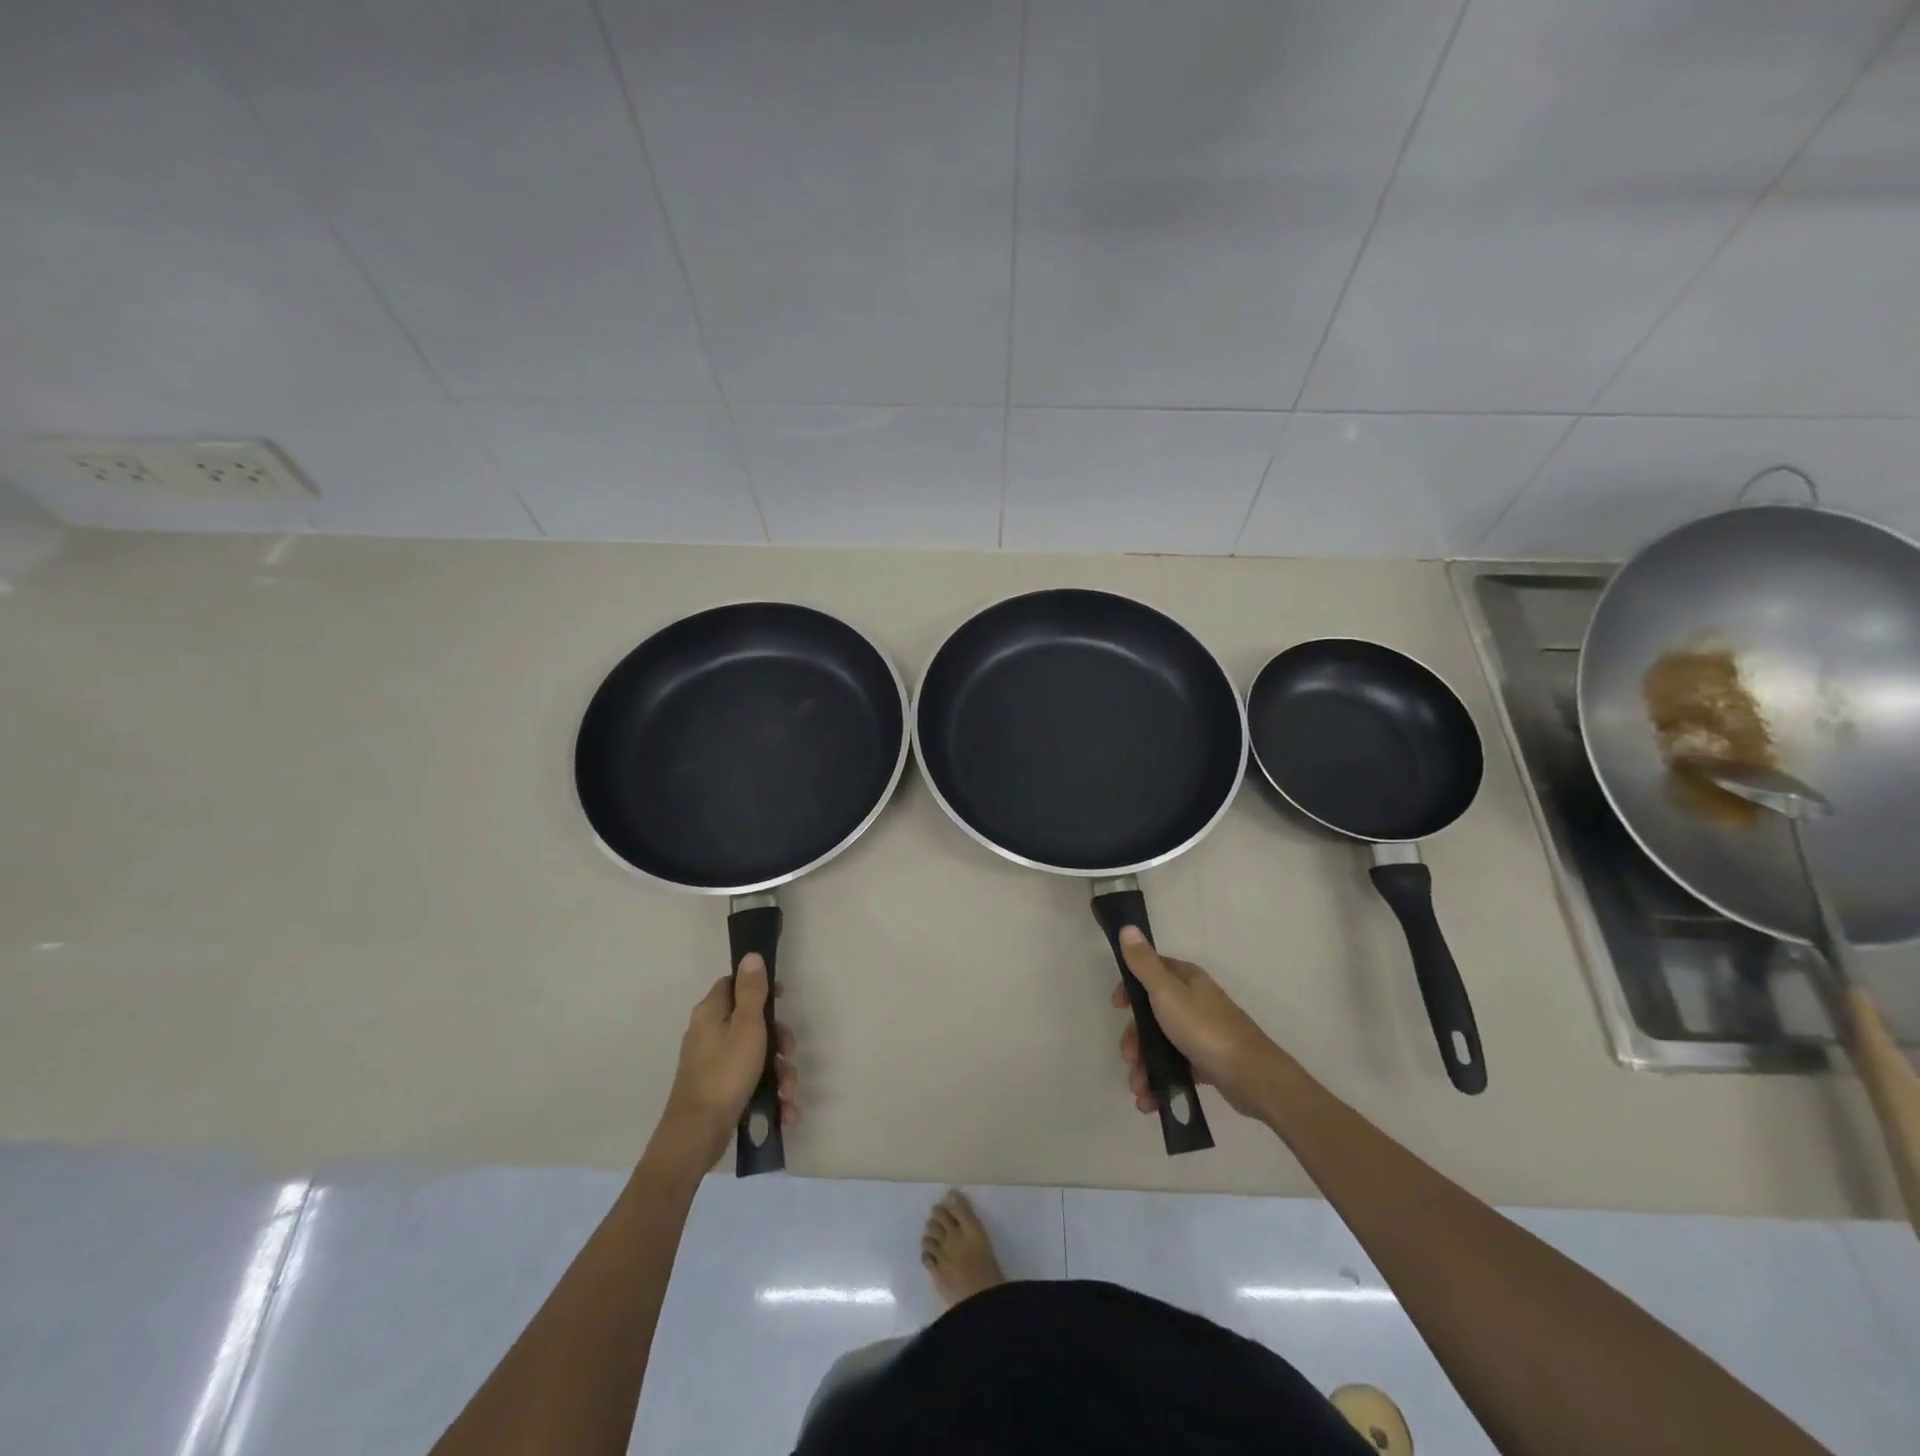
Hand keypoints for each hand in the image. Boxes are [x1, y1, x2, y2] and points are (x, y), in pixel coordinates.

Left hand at [660, 956, 798, 1158]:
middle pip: (751, 1022)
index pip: (734, 984)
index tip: (783, 999)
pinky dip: (768, 1094)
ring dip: (779, 1073)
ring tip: (788, 1093)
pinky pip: (749, 1082)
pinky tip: (784, 1111)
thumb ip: (752, 991)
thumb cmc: (725, 1073)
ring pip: (755, 1056)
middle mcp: (708, 1034)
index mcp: (711, 1013)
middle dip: (778, 1040)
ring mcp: (712, 1064)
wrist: (696, 1136)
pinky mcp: (718, 1090)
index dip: (760, 987)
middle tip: (789, 1053)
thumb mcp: (747, 1026)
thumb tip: (751, 955)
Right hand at [1112, 927, 1284, 1120]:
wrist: (1252, 1076)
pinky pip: (1176, 1068)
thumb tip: (1128, 928)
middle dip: (1135, 1039)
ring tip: (1139, 1090)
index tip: (1117, 1007)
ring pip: (1161, 1044)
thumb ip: (1144, 964)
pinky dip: (1161, 1082)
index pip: (1150, 972)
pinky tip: (1150, 1101)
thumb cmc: (1204, 1028)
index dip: (1130, 988)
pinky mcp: (1207, 1061)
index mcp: (1186, 980)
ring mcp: (1201, 1032)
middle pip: (1151, 1014)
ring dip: (1144, 1067)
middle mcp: (1194, 1001)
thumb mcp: (1167, 992)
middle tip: (1129, 1058)